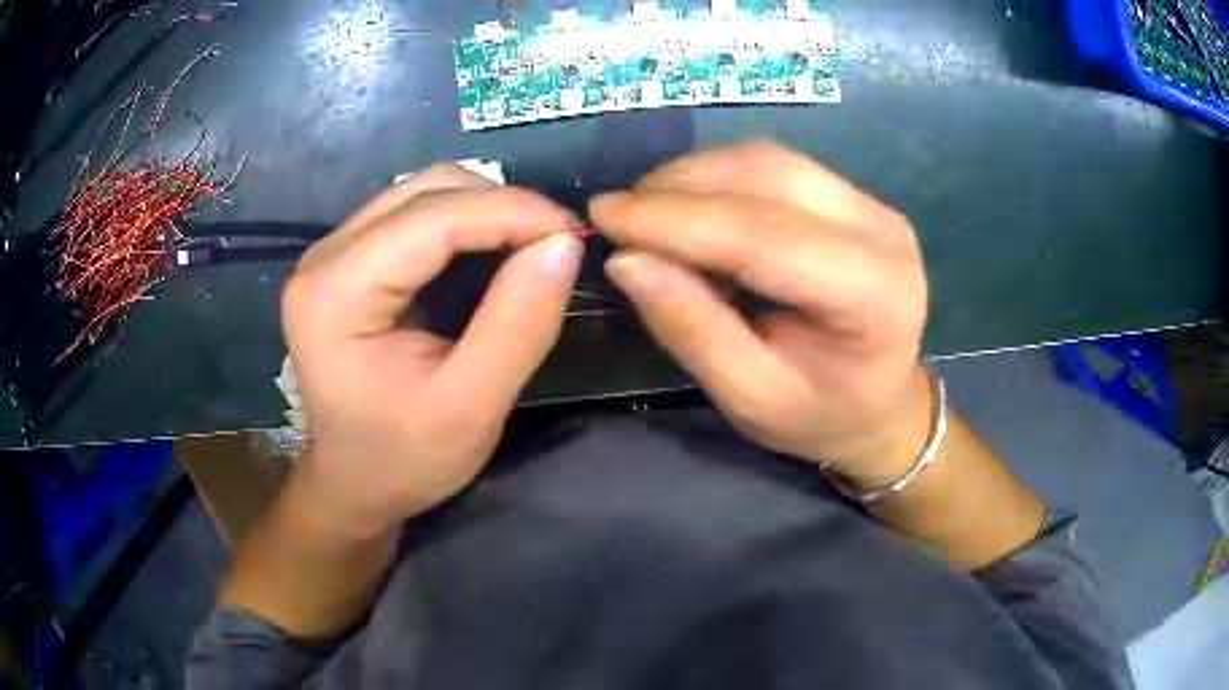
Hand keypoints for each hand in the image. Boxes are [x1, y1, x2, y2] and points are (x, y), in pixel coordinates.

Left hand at [282, 164, 583, 536]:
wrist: (352, 482)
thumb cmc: (403, 460)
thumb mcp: (470, 409)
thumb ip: (518, 325)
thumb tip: (563, 244)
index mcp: (335, 294)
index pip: (432, 218)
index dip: (511, 212)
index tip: (575, 236)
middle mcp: (325, 256)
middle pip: (426, 190)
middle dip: (502, 206)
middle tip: (557, 246)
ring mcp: (332, 252)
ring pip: (423, 191)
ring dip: (486, 208)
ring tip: (530, 247)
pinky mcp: (347, 258)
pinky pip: (415, 212)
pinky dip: (465, 221)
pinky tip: (492, 250)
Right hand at [592, 142, 932, 487]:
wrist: (881, 401)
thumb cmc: (819, 415)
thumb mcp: (750, 398)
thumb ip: (693, 329)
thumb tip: (626, 260)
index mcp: (873, 296)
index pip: (764, 236)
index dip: (677, 219)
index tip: (604, 214)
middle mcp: (881, 231)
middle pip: (768, 177)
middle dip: (680, 188)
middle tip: (621, 217)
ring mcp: (871, 205)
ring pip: (767, 161)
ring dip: (696, 176)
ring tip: (649, 215)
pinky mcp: (854, 196)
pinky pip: (775, 167)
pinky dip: (720, 179)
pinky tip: (691, 210)